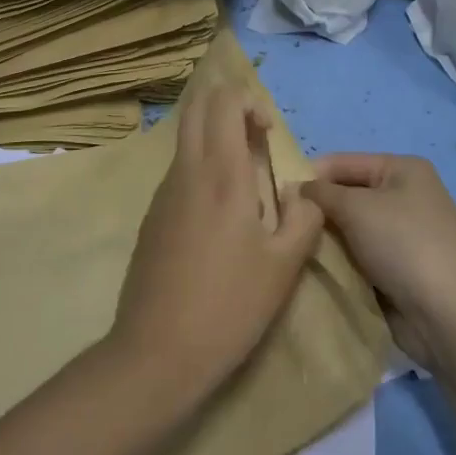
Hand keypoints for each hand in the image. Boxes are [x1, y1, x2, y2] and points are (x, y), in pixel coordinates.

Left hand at [110, 85, 323, 409]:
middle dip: (228, 106)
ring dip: (215, 138)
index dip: (249, 101)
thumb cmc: (229, 306)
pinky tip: (220, 217)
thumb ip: (304, 216)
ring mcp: (163, 193)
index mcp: (221, 174)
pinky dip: (202, 168)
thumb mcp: (285, 266)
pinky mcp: (151, 216)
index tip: (268, 133)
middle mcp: (186, 171)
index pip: (224, 101)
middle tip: (255, 138)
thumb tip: (301, 192)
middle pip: (197, 107)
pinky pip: (179, 171)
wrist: (156, 353)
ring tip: (245, 182)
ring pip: (186, 139)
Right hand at [304, 153, 455, 371]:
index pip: (344, 162)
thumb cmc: (403, 244)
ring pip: (352, 229)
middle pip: (348, 196)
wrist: (449, 314)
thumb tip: (295, 189)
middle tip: (283, 226)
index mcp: (402, 169)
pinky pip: (361, 257)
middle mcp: (406, 196)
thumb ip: (321, 194)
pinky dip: (342, 262)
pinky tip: (317, 270)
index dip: (311, 175)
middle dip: (318, 210)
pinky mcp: (401, 269)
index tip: (277, 196)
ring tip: (294, 249)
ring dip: (328, 239)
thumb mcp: (356, 208)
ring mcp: (405, 235)